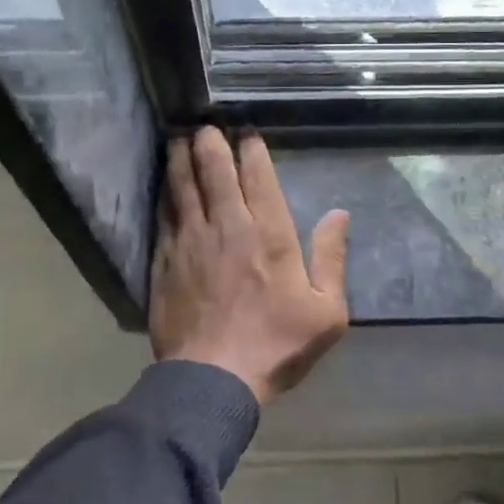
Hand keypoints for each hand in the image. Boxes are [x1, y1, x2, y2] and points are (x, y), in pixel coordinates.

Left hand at [150, 127, 349, 405]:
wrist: (213, 378)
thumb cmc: (277, 344)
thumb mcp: (326, 311)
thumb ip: (331, 258)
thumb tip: (340, 214)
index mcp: (269, 234)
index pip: (258, 177)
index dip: (251, 149)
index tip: (245, 131)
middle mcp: (227, 227)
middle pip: (213, 171)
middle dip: (209, 143)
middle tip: (205, 125)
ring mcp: (190, 242)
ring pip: (183, 188)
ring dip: (181, 159)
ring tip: (178, 139)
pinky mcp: (165, 262)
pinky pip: (164, 217)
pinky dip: (165, 196)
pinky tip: (164, 187)